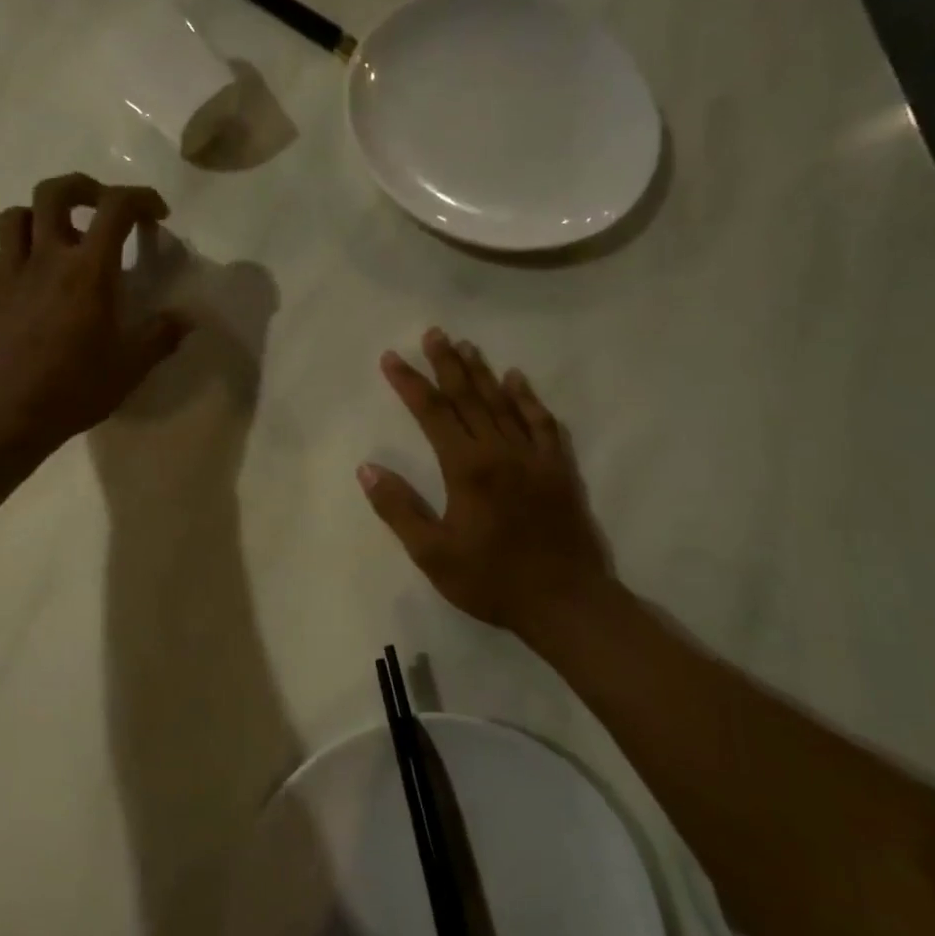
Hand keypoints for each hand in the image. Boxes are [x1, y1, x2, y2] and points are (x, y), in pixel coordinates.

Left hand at [0, 175, 191, 458]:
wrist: (5, 414)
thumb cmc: (73, 388)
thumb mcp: (130, 366)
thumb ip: (162, 336)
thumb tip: (188, 318)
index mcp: (88, 271)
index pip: (115, 208)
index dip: (141, 198)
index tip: (158, 214)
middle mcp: (48, 258)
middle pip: (55, 191)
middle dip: (85, 187)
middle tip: (106, 207)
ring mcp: (14, 272)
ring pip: (19, 213)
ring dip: (45, 213)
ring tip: (67, 235)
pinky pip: (5, 248)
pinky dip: (24, 245)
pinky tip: (40, 272)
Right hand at [359, 328, 610, 638]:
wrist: (566, 602)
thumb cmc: (492, 580)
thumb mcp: (433, 554)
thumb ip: (399, 508)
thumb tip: (367, 468)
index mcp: (467, 468)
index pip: (432, 412)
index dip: (410, 383)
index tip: (391, 358)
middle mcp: (500, 451)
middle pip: (469, 397)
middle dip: (447, 363)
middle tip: (433, 333)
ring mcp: (534, 457)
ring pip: (504, 403)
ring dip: (483, 373)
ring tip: (468, 346)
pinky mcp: (559, 469)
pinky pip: (543, 424)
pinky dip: (529, 399)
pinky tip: (519, 381)